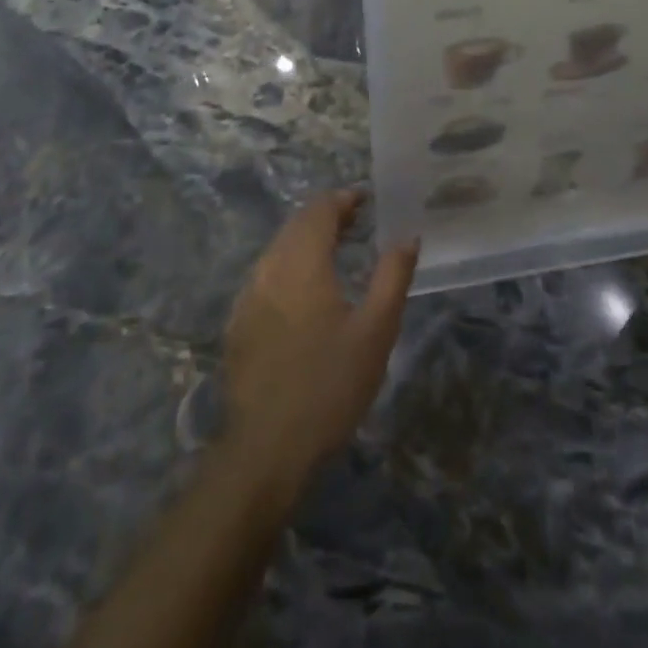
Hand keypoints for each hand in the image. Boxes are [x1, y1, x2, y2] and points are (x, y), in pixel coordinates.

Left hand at [222, 191, 418, 482]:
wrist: (267, 448)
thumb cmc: (330, 385)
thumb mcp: (376, 331)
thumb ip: (393, 276)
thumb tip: (408, 236)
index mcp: (302, 263)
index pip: (319, 210)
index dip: (342, 198)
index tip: (366, 199)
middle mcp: (269, 268)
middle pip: (295, 224)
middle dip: (326, 215)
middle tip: (356, 221)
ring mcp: (248, 296)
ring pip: (278, 248)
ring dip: (306, 239)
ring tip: (336, 249)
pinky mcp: (238, 322)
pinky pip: (265, 275)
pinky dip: (289, 264)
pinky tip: (305, 290)